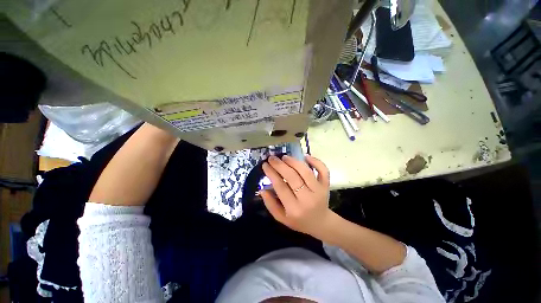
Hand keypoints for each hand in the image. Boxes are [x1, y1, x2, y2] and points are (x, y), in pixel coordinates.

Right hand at [260, 155, 332, 237]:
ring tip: (284, 157)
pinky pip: (323, 170)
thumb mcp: (281, 218)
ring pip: (306, 171)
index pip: (281, 187)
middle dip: (280, 165)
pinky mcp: (326, 185)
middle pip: (292, 177)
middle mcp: (307, 198)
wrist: (321, 223)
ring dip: (294, 162)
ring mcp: (319, 191)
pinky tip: (306, 156)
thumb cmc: (299, 221)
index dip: (272, 174)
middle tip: (272, 158)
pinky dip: (316, 161)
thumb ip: (270, 204)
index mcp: (294, 209)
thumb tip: (262, 189)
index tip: (265, 165)